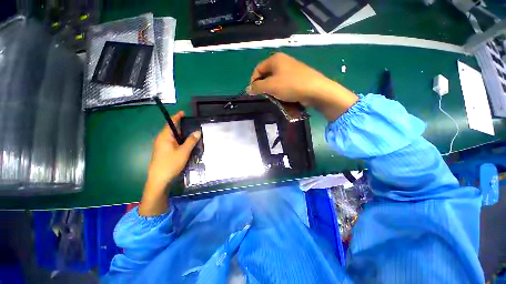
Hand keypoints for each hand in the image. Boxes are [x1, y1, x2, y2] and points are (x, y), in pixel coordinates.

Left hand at [139, 111, 200, 215]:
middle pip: (172, 130)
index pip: (171, 123)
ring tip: (192, 135)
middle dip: (181, 127)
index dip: (177, 117)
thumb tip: (198, 131)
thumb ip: (191, 141)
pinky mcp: (163, 152)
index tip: (183, 113)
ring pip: (173, 137)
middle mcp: (162, 139)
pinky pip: (172, 143)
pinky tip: (186, 145)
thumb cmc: (171, 164)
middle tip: (192, 126)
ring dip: (181, 135)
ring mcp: (161, 146)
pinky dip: (179, 141)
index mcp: (165, 136)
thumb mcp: (184, 151)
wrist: (159, 180)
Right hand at [249, 53, 358, 120]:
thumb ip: (257, 87)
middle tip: (265, 96)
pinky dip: (281, 90)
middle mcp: (283, 61)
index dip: (253, 81)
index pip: (258, 69)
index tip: (253, 92)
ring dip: (273, 90)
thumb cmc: (290, 85)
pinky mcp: (298, 77)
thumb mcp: (271, 86)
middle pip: (267, 75)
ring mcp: (292, 69)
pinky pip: (284, 84)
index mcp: (275, 59)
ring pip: (276, 80)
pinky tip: (283, 97)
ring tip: (275, 98)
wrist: (315, 90)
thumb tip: (248, 89)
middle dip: (264, 86)